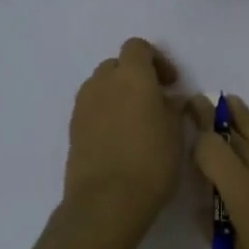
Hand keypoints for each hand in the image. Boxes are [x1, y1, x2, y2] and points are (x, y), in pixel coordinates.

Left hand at [62, 38, 188, 239]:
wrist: (106, 201)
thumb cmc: (151, 161)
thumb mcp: (176, 132)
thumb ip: (173, 108)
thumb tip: (170, 100)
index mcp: (132, 75)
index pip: (138, 47)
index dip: (156, 60)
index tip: (171, 84)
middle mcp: (103, 82)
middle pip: (117, 65)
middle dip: (135, 77)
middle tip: (155, 101)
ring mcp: (83, 105)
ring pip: (101, 86)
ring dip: (118, 94)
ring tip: (136, 121)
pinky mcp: (73, 128)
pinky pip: (92, 109)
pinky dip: (105, 114)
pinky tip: (120, 139)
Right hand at [187, 95, 248, 248]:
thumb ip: (221, 236)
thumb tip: (204, 212)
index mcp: (243, 192)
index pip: (211, 151)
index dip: (197, 138)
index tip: (187, 127)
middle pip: (236, 135)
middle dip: (215, 119)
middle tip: (202, 102)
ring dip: (247, 117)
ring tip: (232, 101)